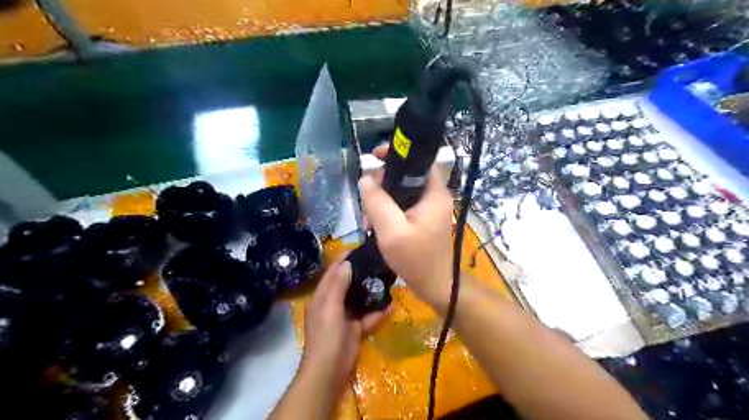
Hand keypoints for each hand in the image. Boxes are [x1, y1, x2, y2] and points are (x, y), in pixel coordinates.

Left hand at [300, 259, 388, 392]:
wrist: (329, 371)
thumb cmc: (327, 336)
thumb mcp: (330, 308)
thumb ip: (338, 285)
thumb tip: (346, 263)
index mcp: (323, 297)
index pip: (333, 272)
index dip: (343, 260)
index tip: (359, 248)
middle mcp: (333, 303)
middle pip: (348, 284)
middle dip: (361, 274)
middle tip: (379, 262)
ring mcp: (345, 317)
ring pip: (360, 299)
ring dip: (372, 292)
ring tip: (388, 280)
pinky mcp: (355, 329)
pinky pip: (368, 316)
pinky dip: (378, 313)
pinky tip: (391, 306)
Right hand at [360, 145, 452, 308]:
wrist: (434, 286)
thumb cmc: (416, 259)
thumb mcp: (392, 231)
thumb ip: (378, 202)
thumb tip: (366, 179)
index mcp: (434, 193)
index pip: (419, 160)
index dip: (398, 154)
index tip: (374, 157)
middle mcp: (434, 196)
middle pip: (406, 176)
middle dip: (382, 186)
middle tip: (367, 205)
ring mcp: (428, 209)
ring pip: (400, 192)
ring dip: (381, 203)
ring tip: (368, 222)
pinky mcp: (422, 220)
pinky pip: (402, 206)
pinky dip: (387, 213)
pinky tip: (375, 227)